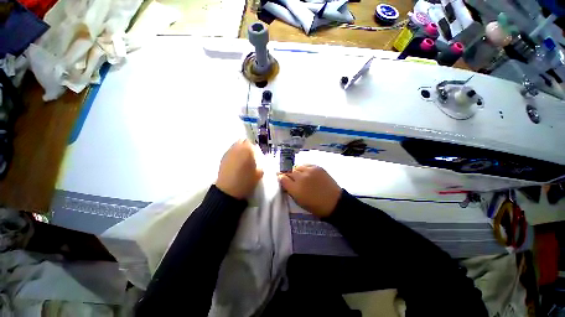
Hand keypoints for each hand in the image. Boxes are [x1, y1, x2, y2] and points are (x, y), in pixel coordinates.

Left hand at [216, 139, 263, 199]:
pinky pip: (230, 152)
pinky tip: (236, 163)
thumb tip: (260, 160)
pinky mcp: (222, 158)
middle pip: (242, 141)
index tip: (257, 154)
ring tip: (243, 159)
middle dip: (247, 146)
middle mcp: (237, 148)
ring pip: (235, 146)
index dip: (255, 148)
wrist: (228, 191)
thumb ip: (261, 164)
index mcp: (247, 150)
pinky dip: (234, 154)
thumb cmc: (246, 181)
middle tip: (250, 155)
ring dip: (240, 150)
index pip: (252, 143)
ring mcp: (228, 153)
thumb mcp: (259, 173)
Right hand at [278, 165, 341, 217]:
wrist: (334, 202)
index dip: (280, 177)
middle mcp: (301, 178)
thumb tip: (283, 181)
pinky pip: (306, 165)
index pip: (283, 178)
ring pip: (297, 166)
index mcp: (295, 189)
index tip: (280, 177)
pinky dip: (304, 168)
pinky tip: (306, 172)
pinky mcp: (317, 167)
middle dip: (288, 174)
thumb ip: (290, 190)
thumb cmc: (315, 206)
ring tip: (299, 174)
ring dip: (296, 170)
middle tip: (290, 177)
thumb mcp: (299, 201)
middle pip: (289, 171)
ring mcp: (310, 171)